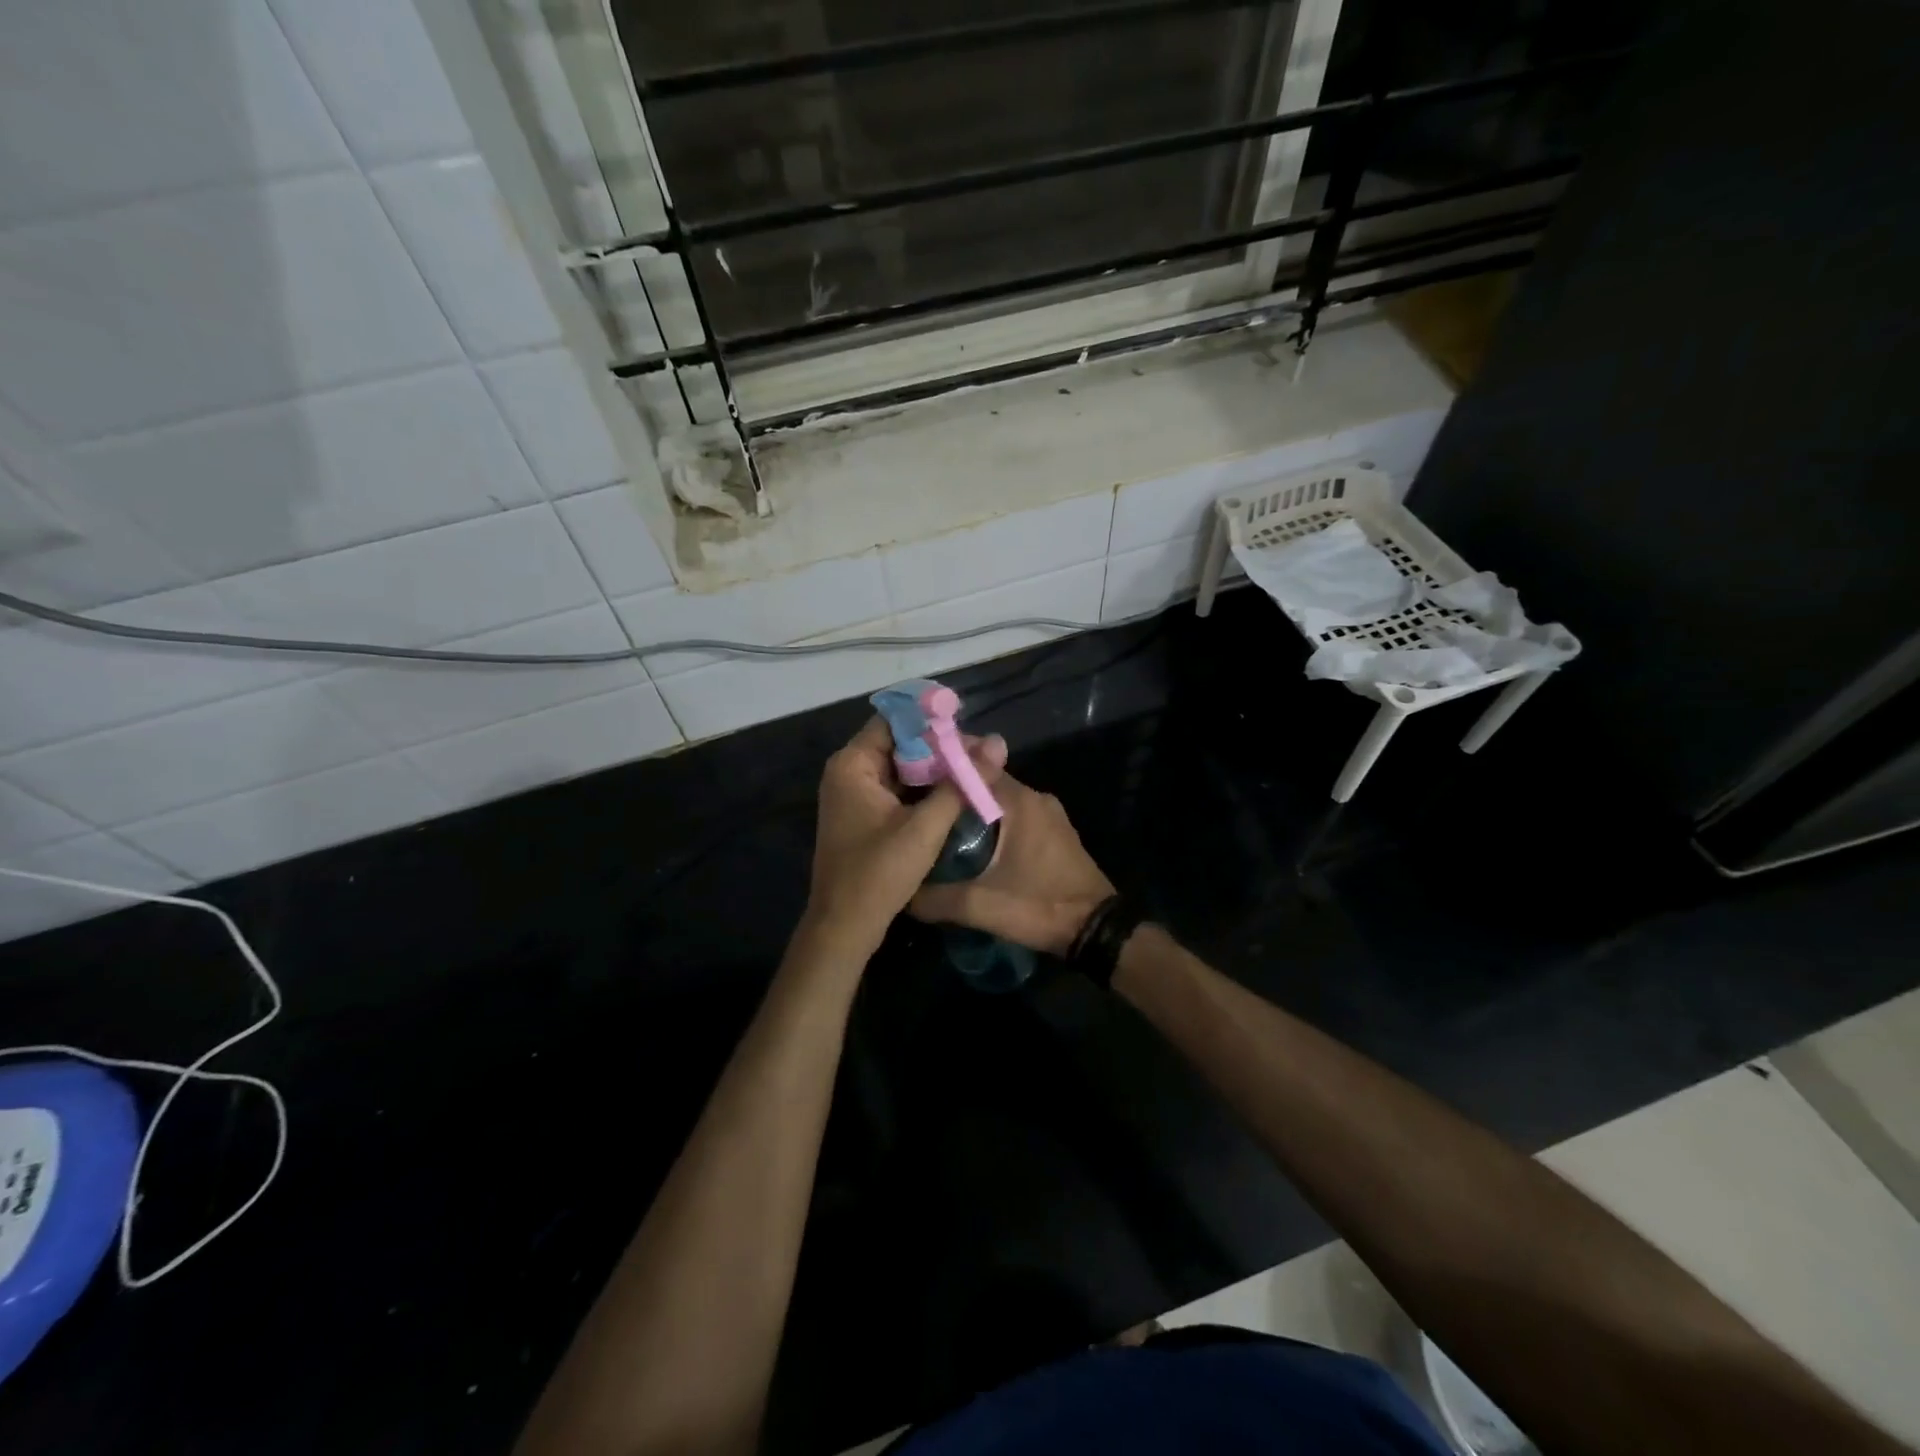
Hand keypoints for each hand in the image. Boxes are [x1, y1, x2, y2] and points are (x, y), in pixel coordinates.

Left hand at [803, 717, 1007, 957]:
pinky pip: (896, 787)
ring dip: (934, 767)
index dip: (931, 719)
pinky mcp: (863, 814)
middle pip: (898, 742)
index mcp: (853, 764)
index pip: (894, 720)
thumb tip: (997, 744)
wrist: (844, 926)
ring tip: (974, 768)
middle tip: (979, 751)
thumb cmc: (878, 873)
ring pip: (900, 766)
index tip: (968, 725)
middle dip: (938, 745)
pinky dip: (922, 788)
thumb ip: (961, 784)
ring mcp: (854, 794)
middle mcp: (848, 771)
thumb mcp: (925, 827)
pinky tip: (953, 792)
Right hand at [910, 771, 1113, 956]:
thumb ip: (936, 898)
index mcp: (1019, 802)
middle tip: (915, 797)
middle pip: (986, 781)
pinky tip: (968, 840)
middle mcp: (1036, 798)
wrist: (1096, 931)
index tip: (911, 771)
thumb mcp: (981, 906)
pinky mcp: (1054, 834)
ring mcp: (1049, 815)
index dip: (942, 765)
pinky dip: (991, 820)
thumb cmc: (1040, 907)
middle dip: (953, 787)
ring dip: (972, 805)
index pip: (975, 765)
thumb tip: (902, 892)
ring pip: (1000, 800)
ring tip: (935, 819)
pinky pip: (1015, 816)